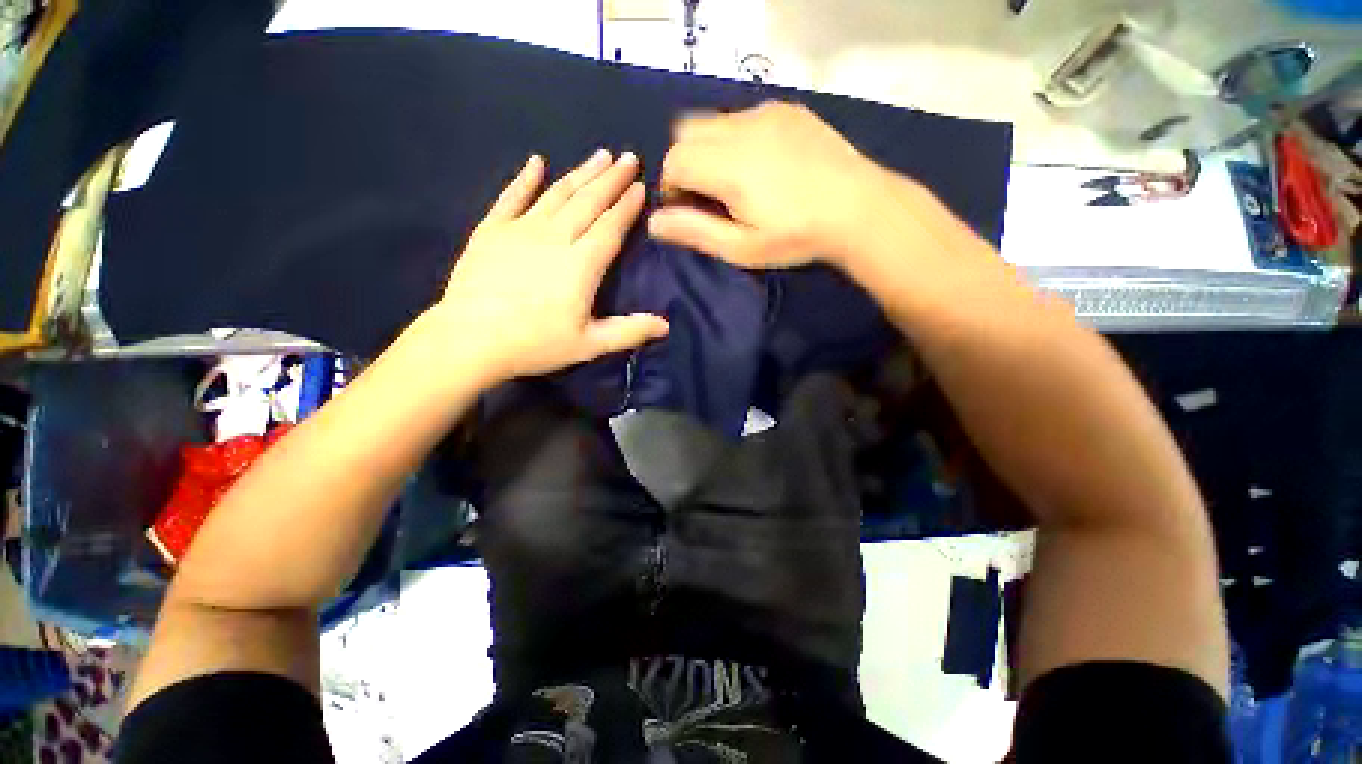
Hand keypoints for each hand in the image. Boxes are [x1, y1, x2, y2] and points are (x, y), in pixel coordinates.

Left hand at [431, 150, 668, 383]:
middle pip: (588, 202)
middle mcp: (555, 238)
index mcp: (582, 264)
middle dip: (610, 179)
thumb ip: (629, 332)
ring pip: (557, 194)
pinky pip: (511, 197)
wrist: (470, 340)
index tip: (640, 185)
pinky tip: (536, 162)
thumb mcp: (589, 345)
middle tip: (628, 157)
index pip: (610, 227)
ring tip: (599, 155)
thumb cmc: (536, 344)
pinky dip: (525, 179)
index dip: (627, 206)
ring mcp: (521, 230)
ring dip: (580, 173)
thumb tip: (666, 325)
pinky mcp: (492, 230)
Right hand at [648, 102, 911, 268]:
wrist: (858, 208)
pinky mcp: (786, 109)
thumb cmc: (796, 237)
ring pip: (712, 121)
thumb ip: (695, 231)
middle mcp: (740, 129)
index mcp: (728, 166)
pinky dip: (734, 138)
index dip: (671, 188)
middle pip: (685, 133)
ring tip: (733, 181)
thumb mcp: (741, 248)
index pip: (674, 161)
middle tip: (706, 196)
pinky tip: (759, 164)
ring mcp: (766, 113)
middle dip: (684, 164)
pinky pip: (741, 116)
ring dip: (707, 149)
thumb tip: (654, 222)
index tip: (688, 211)